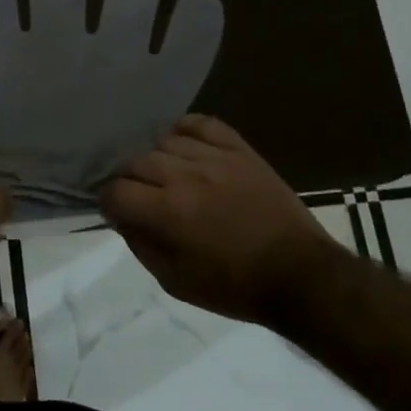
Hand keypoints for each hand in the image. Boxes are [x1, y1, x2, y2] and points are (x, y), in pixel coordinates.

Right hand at [101, 115, 331, 324]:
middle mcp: (185, 176)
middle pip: (135, 161)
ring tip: (167, 176)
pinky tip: (185, 146)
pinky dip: (185, 130)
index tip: (119, 212)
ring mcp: (214, 158)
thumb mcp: (175, 282)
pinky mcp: (239, 149)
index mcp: (167, 212)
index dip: (109, 202)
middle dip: (130, 181)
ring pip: (163, 141)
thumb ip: (140, 245)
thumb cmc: (234, 286)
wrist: (300, 275)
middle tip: (142, 198)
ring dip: (157, 159)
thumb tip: (120, 217)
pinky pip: (201, 123)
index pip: (115, 191)